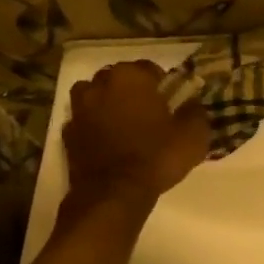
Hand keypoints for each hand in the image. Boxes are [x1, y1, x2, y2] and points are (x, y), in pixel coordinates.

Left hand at [59, 60, 210, 219]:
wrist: (114, 194)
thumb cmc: (157, 157)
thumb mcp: (195, 135)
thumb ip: (196, 111)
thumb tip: (192, 103)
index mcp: (131, 77)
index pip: (150, 68)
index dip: (163, 85)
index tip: (172, 103)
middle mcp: (100, 84)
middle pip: (119, 78)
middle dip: (133, 91)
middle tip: (150, 113)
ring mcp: (79, 109)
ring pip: (96, 96)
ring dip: (108, 104)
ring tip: (124, 124)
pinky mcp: (67, 133)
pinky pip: (84, 121)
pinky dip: (93, 126)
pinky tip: (107, 142)